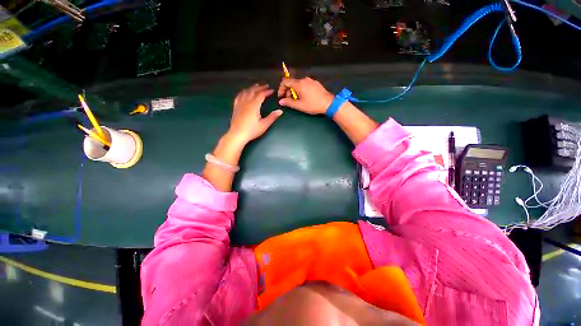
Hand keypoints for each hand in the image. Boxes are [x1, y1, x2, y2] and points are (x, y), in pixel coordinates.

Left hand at [228, 84, 282, 143]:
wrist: (237, 134)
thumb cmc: (252, 130)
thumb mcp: (264, 125)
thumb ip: (272, 117)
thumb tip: (280, 111)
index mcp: (254, 105)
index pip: (261, 95)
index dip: (267, 92)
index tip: (272, 90)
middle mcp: (246, 102)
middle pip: (253, 91)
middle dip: (260, 87)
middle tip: (266, 86)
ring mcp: (240, 104)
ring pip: (246, 92)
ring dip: (252, 88)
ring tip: (256, 86)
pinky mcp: (236, 107)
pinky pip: (239, 96)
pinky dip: (243, 92)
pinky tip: (244, 92)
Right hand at [277, 77, 334, 114]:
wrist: (329, 103)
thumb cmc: (313, 105)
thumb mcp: (299, 105)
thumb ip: (289, 102)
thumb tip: (281, 101)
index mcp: (299, 84)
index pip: (285, 81)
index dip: (281, 88)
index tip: (281, 96)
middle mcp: (304, 79)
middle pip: (292, 83)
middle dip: (288, 92)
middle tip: (290, 101)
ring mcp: (311, 80)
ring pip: (298, 84)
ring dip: (295, 91)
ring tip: (298, 101)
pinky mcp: (315, 83)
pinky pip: (305, 85)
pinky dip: (301, 90)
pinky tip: (305, 98)